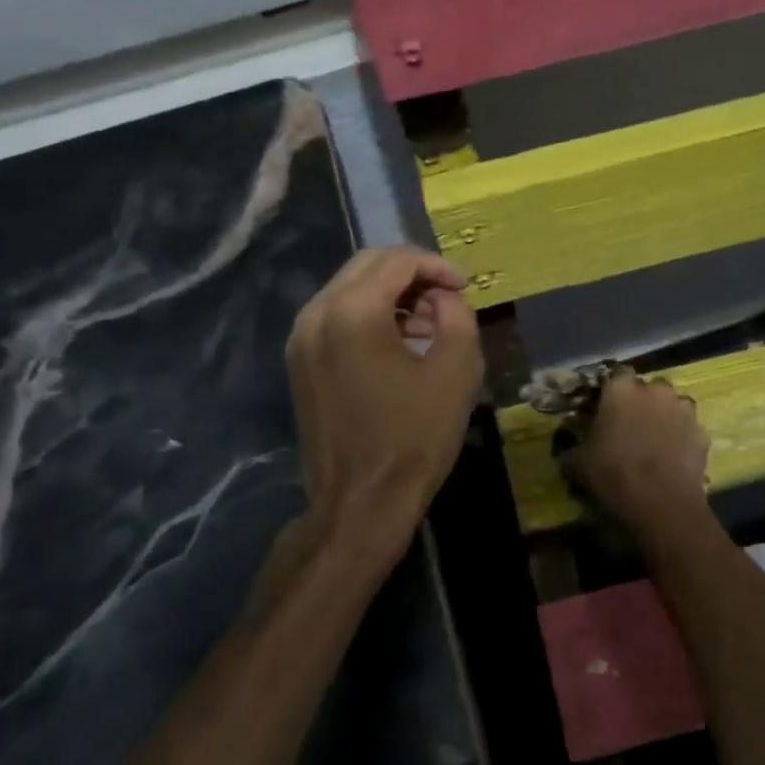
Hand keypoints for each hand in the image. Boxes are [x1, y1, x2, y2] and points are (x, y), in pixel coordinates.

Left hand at [286, 247, 482, 559]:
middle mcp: (316, 314)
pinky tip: (399, 342)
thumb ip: (456, 316)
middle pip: (367, 266)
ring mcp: (301, 340)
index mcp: (352, 312)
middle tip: (448, 296)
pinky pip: (336, 317)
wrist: (360, 503)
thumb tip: (443, 297)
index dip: (436, 265)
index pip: (396, 260)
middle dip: (412, 273)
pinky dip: (369, 315)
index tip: (465, 286)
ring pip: (349, 289)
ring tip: (429, 322)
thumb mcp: (456, 371)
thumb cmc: (414, 438)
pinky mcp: (299, 363)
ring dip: (390, 293)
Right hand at [564, 371, 708, 527]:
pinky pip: (688, 429)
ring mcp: (683, 410)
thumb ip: (574, 445)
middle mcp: (655, 391)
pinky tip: (673, 458)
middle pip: (648, 388)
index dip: (612, 390)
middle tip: (631, 426)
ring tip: (655, 442)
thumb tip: (571, 445)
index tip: (606, 406)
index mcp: (621, 390)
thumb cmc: (613, 475)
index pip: (616, 373)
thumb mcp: (578, 463)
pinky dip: (682, 438)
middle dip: (642, 402)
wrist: (661, 505)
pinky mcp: (703, 433)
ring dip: (664, 417)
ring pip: (672, 406)